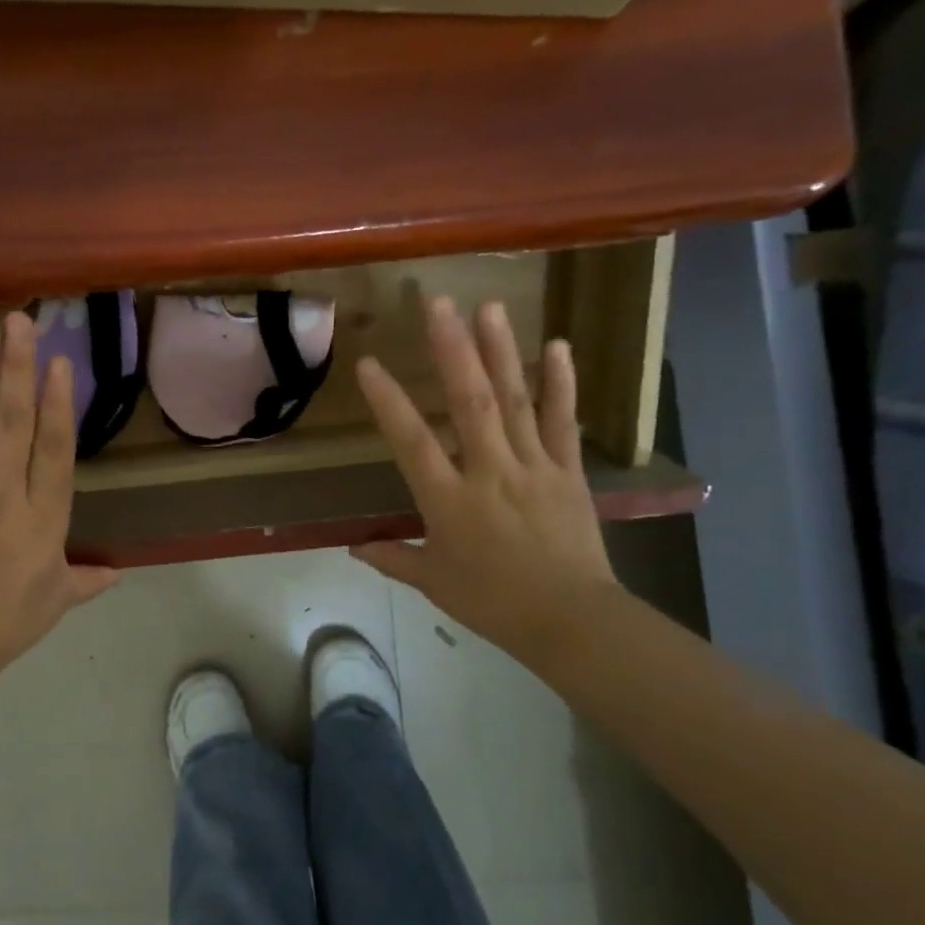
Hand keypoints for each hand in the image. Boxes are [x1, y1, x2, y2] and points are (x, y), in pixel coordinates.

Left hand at [0, 312, 119, 690]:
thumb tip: (118, 572)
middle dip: (16, 368)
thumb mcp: (55, 602)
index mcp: (43, 521)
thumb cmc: (4, 623)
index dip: (57, 404)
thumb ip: (87, 579)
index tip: (58, 362)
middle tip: (20, 321)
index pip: (54, 451)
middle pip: (11, 424)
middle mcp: (3, 497)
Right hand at [351, 297, 623, 661]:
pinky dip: (561, 384)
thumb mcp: (434, 582)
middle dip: (453, 350)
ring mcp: (533, 467)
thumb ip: (393, 558)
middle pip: (470, 403)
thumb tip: (353, 548)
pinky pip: (562, 422)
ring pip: (515, 401)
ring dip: (501, 352)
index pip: (412, 443)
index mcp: (449, 501)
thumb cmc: (493, 602)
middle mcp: (490, 472)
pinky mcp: (568, 472)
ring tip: (490, 308)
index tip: (369, 365)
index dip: (389, 402)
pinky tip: (558, 346)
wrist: (571, 621)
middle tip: (439, 304)